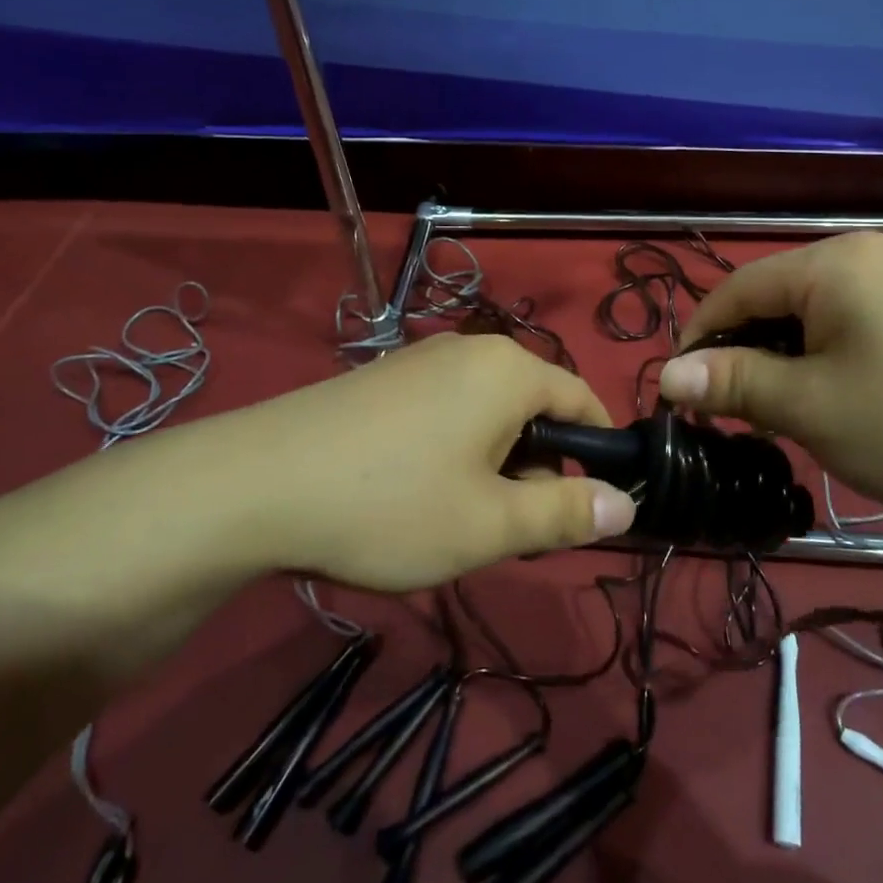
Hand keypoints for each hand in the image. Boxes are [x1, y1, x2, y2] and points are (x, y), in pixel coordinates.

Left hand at [197, 334, 635, 591]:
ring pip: (488, 414)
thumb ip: (566, 515)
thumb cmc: (391, 503)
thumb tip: (627, 506)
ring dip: (494, 466)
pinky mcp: (385, 379)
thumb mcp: (490, 524)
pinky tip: (415, 495)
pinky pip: (446, 411)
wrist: (256, 484)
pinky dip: (454, 452)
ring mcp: (422, 360)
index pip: (583, 399)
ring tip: (458, 520)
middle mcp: (471, 350)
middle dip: (538, 470)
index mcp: (509, 371)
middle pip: (534, 409)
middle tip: (512, 532)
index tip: (592, 507)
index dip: (599, 453)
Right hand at [657, 233, 882, 516]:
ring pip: (817, 305)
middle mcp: (869, 248)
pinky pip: (857, 312)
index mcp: (834, 262)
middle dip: (746, 347)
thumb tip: (667, 376)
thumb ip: (733, 383)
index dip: (701, 336)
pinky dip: (829, 346)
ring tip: (783, 403)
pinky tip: (837, 386)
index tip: (680, 389)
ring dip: (787, 350)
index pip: (738, 289)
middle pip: (778, 293)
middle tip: (733, 407)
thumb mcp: (810, 408)